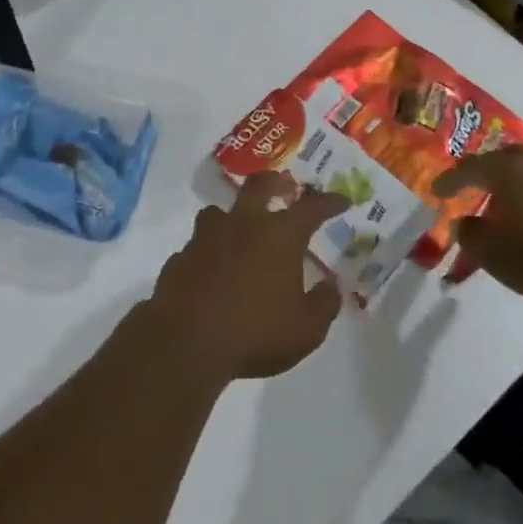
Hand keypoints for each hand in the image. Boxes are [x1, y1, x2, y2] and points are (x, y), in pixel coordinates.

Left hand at [148, 173, 347, 381]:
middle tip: (284, 183)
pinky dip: (209, 250)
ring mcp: (206, 238)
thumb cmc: (255, 332)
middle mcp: (242, 225)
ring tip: (240, 228)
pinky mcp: (180, 257)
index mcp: (279, 236)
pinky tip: (212, 268)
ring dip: (233, 215)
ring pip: (219, 211)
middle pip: (259, 187)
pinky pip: (198, 245)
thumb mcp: (306, 329)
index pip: (311, 208)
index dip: (329, 202)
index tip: (342, 200)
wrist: (185, 342)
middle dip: (275, 182)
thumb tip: (330, 287)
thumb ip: (323, 304)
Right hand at [431, 148, 522, 305]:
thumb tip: (466, 221)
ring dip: (508, 186)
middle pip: (499, 161)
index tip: (436, 192)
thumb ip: (469, 234)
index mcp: (505, 170)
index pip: (468, 168)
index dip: (449, 181)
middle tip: (468, 188)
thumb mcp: (491, 253)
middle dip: (481, 173)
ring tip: (499, 206)